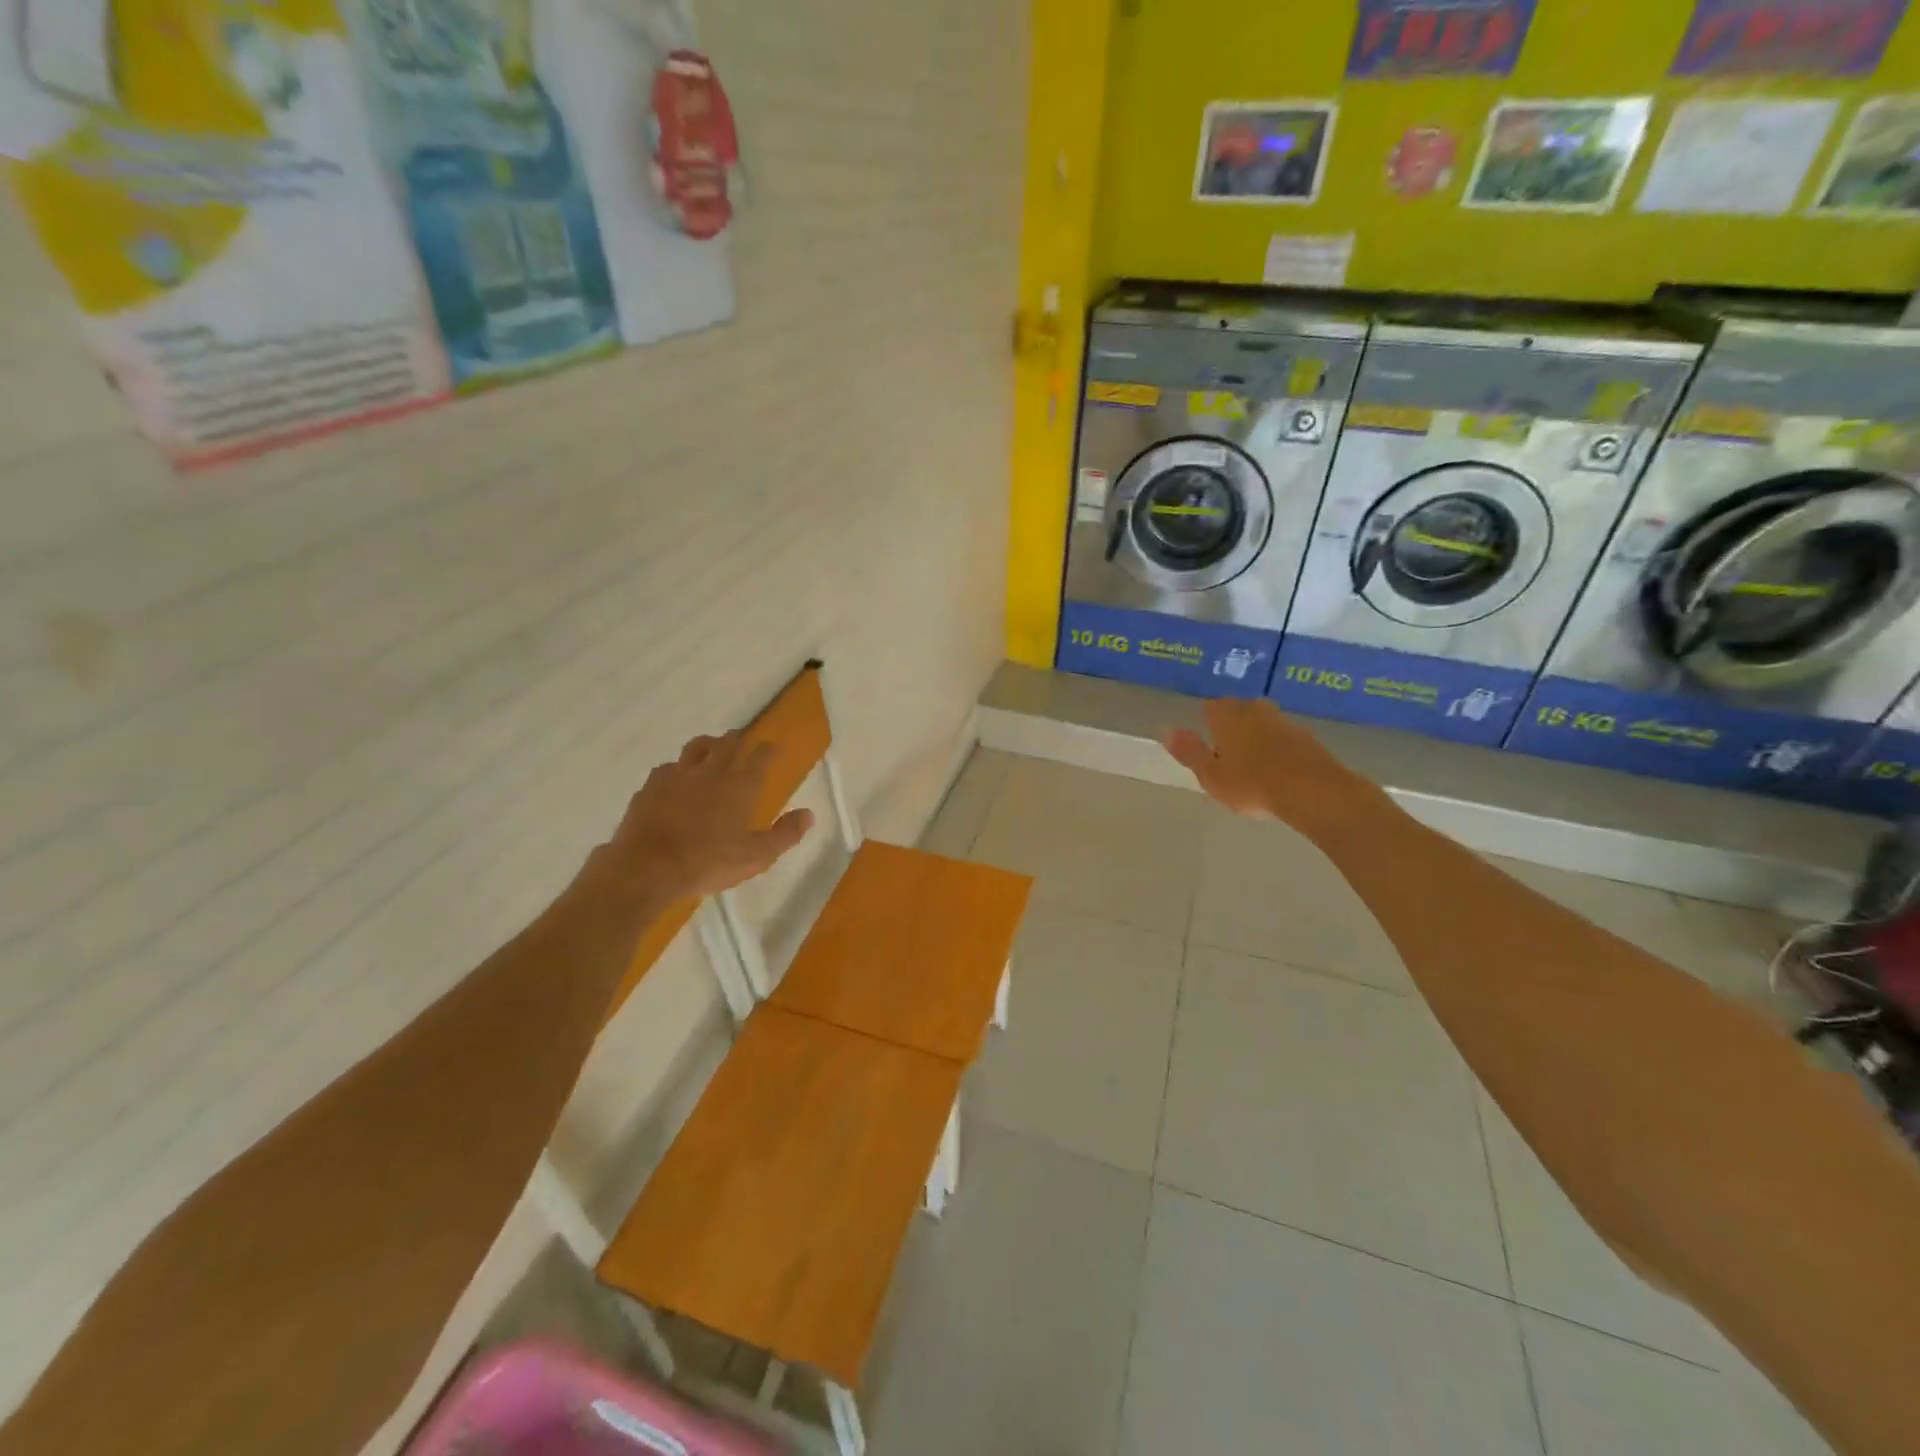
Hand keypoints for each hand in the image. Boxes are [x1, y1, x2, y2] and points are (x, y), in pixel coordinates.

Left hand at [600, 731, 813, 902]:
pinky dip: (677, 768)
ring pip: (696, 747)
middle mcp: (711, 771)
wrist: (648, 867)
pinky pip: (667, 767)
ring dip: (707, 745)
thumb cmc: (709, 862)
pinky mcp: (651, 785)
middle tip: (740, 741)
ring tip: (710, 749)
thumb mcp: (756, 856)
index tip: (773, 749)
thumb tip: (808, 814)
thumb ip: (785, 834)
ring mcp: (678, 775)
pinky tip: (675, 778)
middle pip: (727, 743)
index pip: (760, 757)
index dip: (769, 751)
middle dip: (737, 740)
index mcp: (740, 786)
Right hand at [1163, 699, 1370, 832]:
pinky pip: (1283, 739)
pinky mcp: (1307, 737)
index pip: (1209, 707)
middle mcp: (1254, 709)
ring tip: (1253, 768)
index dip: (1206, 724)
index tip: (1208, 746)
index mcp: (1226, 715)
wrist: (1314, 791)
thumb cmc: (1252, 784)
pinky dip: (1278, 750)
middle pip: (1237, 712)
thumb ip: (1189, 752)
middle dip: (1231, 729)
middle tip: (1228, 758)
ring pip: (1262, 724)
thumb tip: (1167, 731)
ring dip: (1256, 739)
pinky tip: (1278, 773)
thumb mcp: (1210, 775)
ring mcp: (1283, 720)